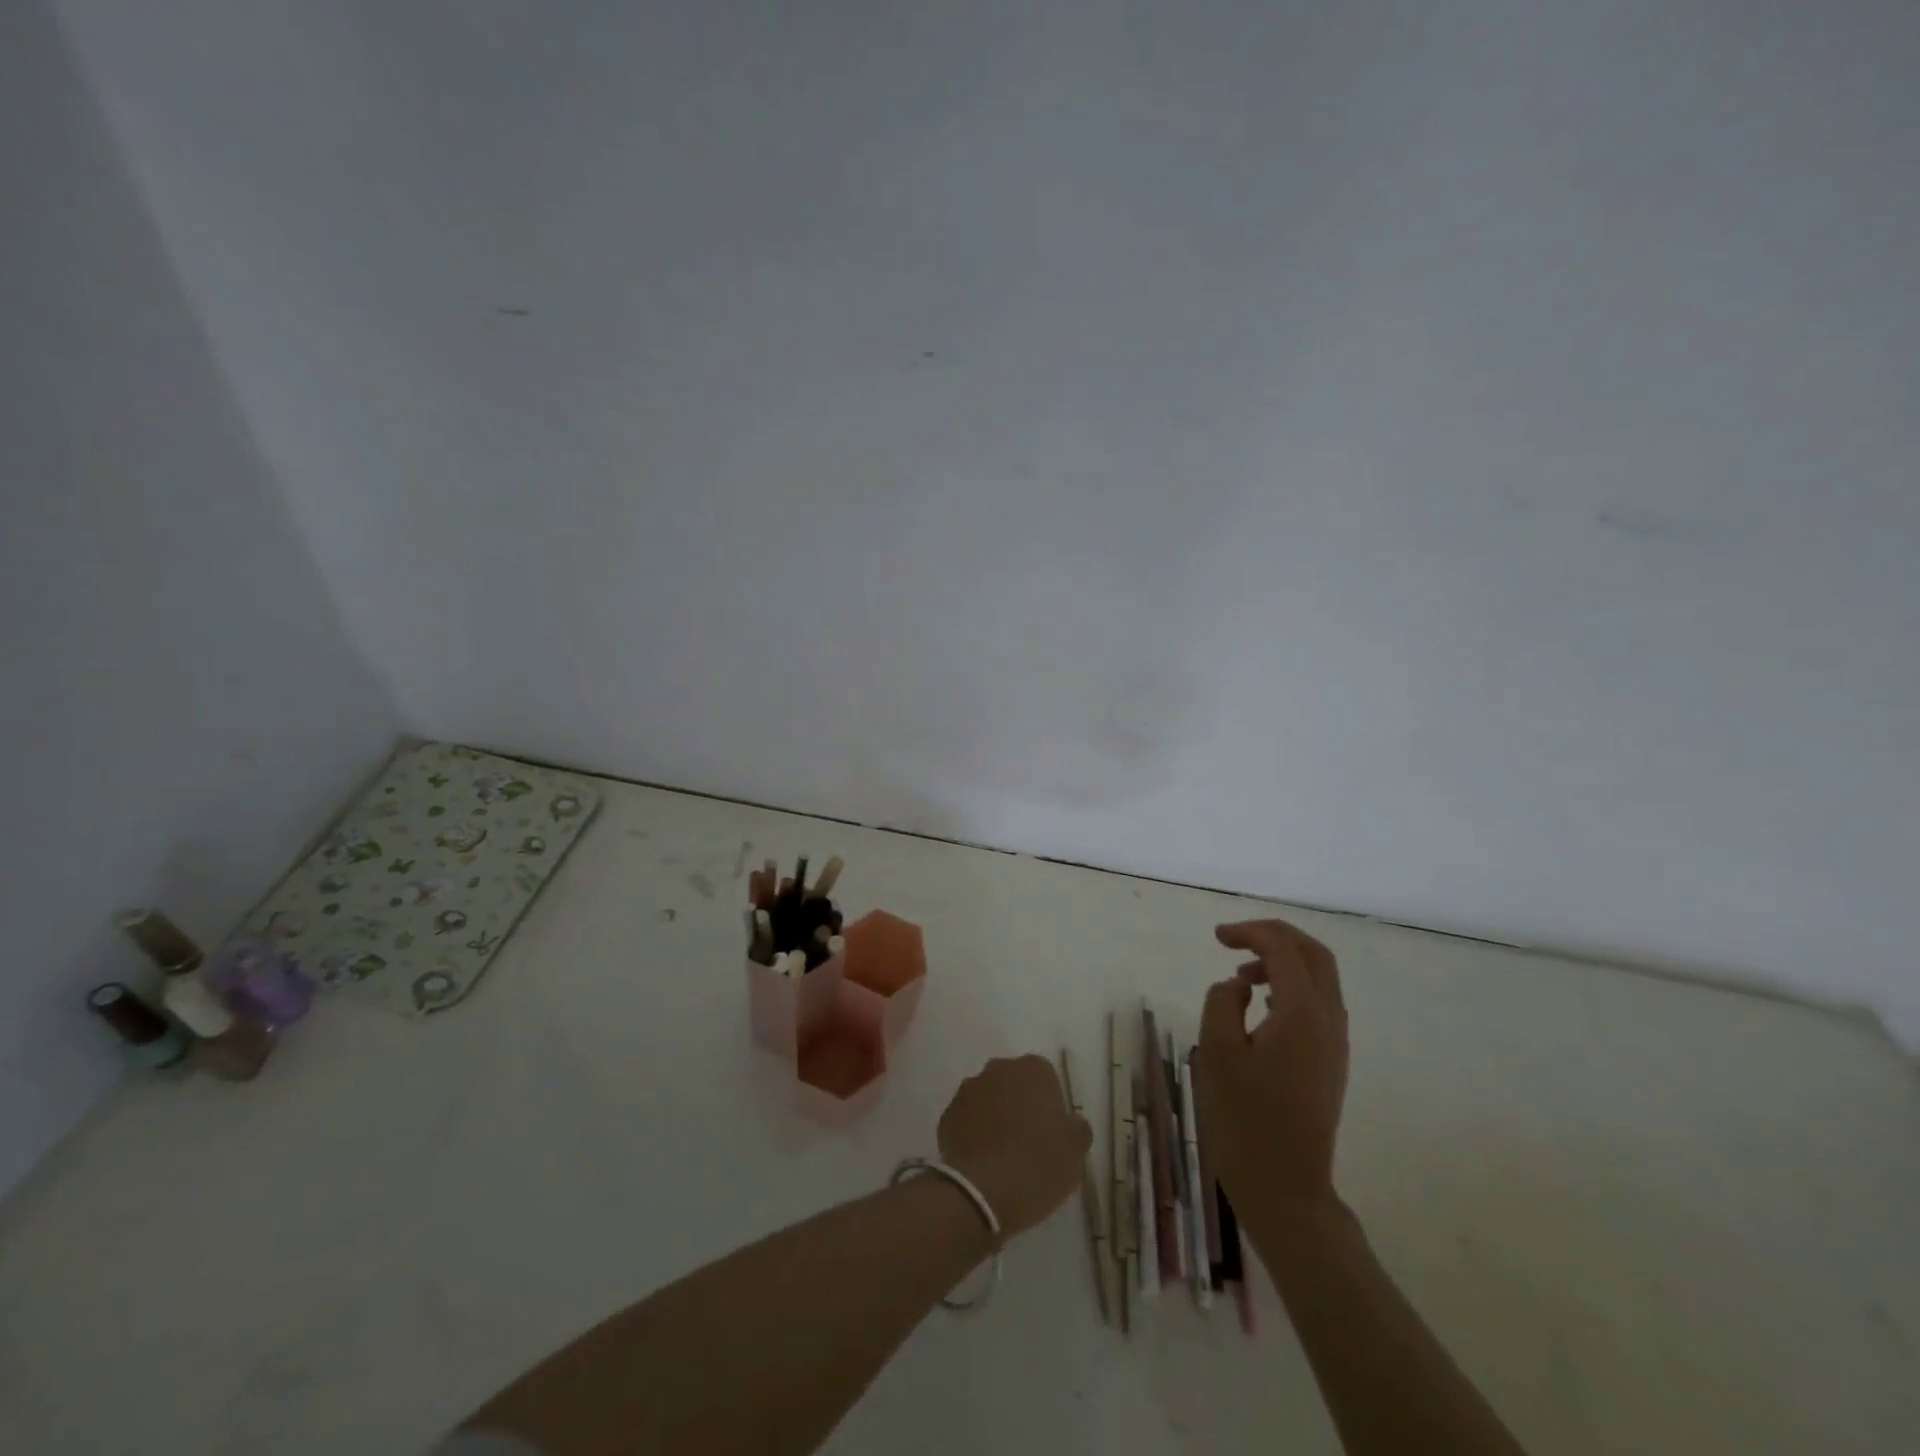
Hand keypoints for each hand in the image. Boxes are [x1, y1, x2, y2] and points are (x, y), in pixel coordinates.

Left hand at [937, 1054, 1091, 1241]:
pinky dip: (974, 1135)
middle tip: (1028, 1142)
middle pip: (1013, 1084)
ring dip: (994, 1118)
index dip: (1049, 1105)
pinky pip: (966, 1121)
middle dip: (1019, 1105)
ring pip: (987, 1100)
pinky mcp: (947, 1115)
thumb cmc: (1039, 1163)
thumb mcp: (1074, 1149)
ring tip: (1003, 1155)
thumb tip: (1070, 1124)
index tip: (1052, 1133)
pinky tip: (982, 1162)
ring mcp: (968, 1090)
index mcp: (1033, 1069)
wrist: (984, 1192)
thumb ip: (1075, 1128)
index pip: (1045, 1078)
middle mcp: (998, 1069)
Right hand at [1195, 920, 1348, 1212]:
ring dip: (1283, 962)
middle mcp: (1329, 1020)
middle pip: (1314, 954)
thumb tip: (1239, 985)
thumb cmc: (1245, 1117)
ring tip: (1241, 975)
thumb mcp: (1216, 1050)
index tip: (1217, 937)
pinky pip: (1319, 1003)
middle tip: (1235, 939)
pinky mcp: (1331, 1060)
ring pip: (1320, 978)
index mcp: (1302, 1012)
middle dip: (1275, 936)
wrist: (1286, 1185)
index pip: (1283, 949)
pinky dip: (1291, 986)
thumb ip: (1222, 1001)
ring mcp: (1336, 1042)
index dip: (1250, 932)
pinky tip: (1260, 1003)